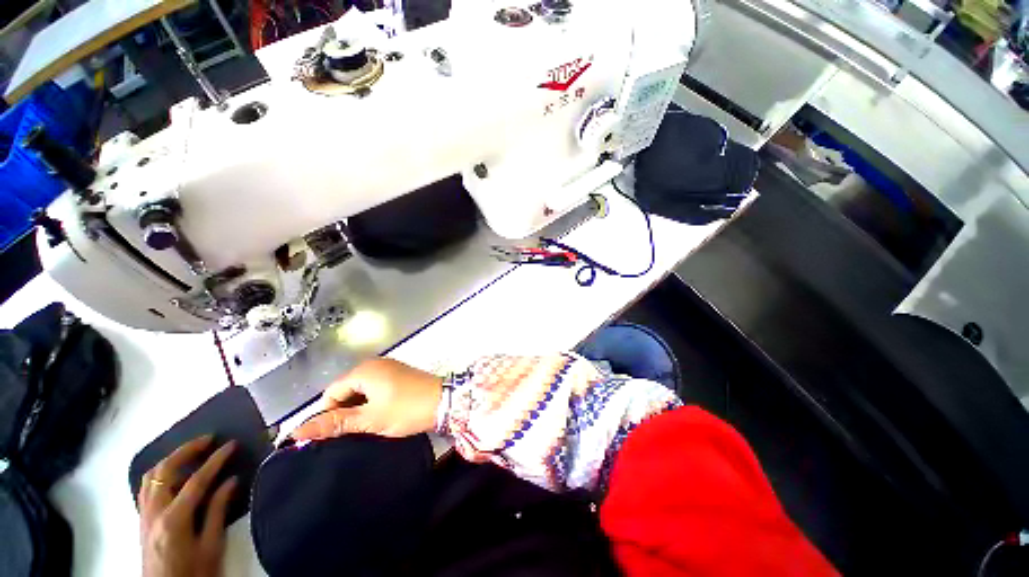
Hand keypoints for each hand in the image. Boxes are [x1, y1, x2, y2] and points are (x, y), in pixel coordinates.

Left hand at [139, 436, 236, 576]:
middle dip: (185, 450)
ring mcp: (144, 516)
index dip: (215, 460)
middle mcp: (154, 513)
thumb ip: (218, 511)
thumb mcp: (211, 546)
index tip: (231, 444)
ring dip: (170, 460)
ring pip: (150, 477)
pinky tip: (175, 476)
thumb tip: (231, 481)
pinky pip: (146, 488)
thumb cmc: (194, 572)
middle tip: (208, 440)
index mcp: (173, 520)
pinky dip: (160, 474)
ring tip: (191, 452)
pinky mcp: (142, 520)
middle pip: (163, 471)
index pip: (196, 481)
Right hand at [291, 358, 443, 440]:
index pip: (331, 393)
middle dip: (345, 410)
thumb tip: (297, 431)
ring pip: (361, 390)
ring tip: (365, 426)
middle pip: (346, 389)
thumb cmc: (406, 409)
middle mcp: (375, 364)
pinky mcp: (399, 374)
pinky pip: (375, 388)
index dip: (328, 414)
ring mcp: (389, 368)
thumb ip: (335, 423)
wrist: (445, 401)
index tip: (334, 435)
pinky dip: (372, 402)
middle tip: (352, 432)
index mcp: (364, 370)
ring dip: (359, 407)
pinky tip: (378, 416)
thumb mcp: (369, 419)